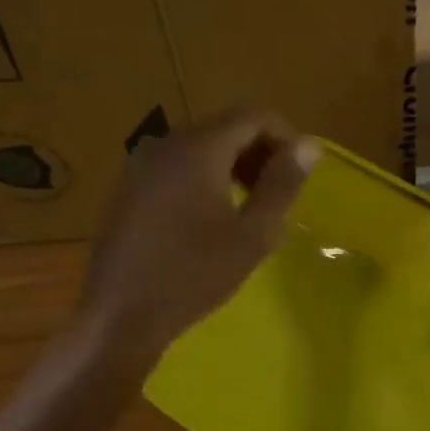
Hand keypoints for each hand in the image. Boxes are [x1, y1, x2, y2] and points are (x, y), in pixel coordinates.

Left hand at [83, 109, 314, 351]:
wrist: (121, 315)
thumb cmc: (194, 275)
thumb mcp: (253, 234)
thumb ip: (282, 184)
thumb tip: (308, 146)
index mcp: (198, 149)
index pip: (253, 115)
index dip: (285, 135)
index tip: (301, 172)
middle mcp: (166, 143)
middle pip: (225, 127)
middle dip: (259, 151)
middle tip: (279, 194)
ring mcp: (141, 164)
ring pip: (200, 146)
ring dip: (233, 165)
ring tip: (249, 208)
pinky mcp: (128, 187)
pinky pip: (177, 165)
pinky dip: (204, 177)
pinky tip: (210, 218)